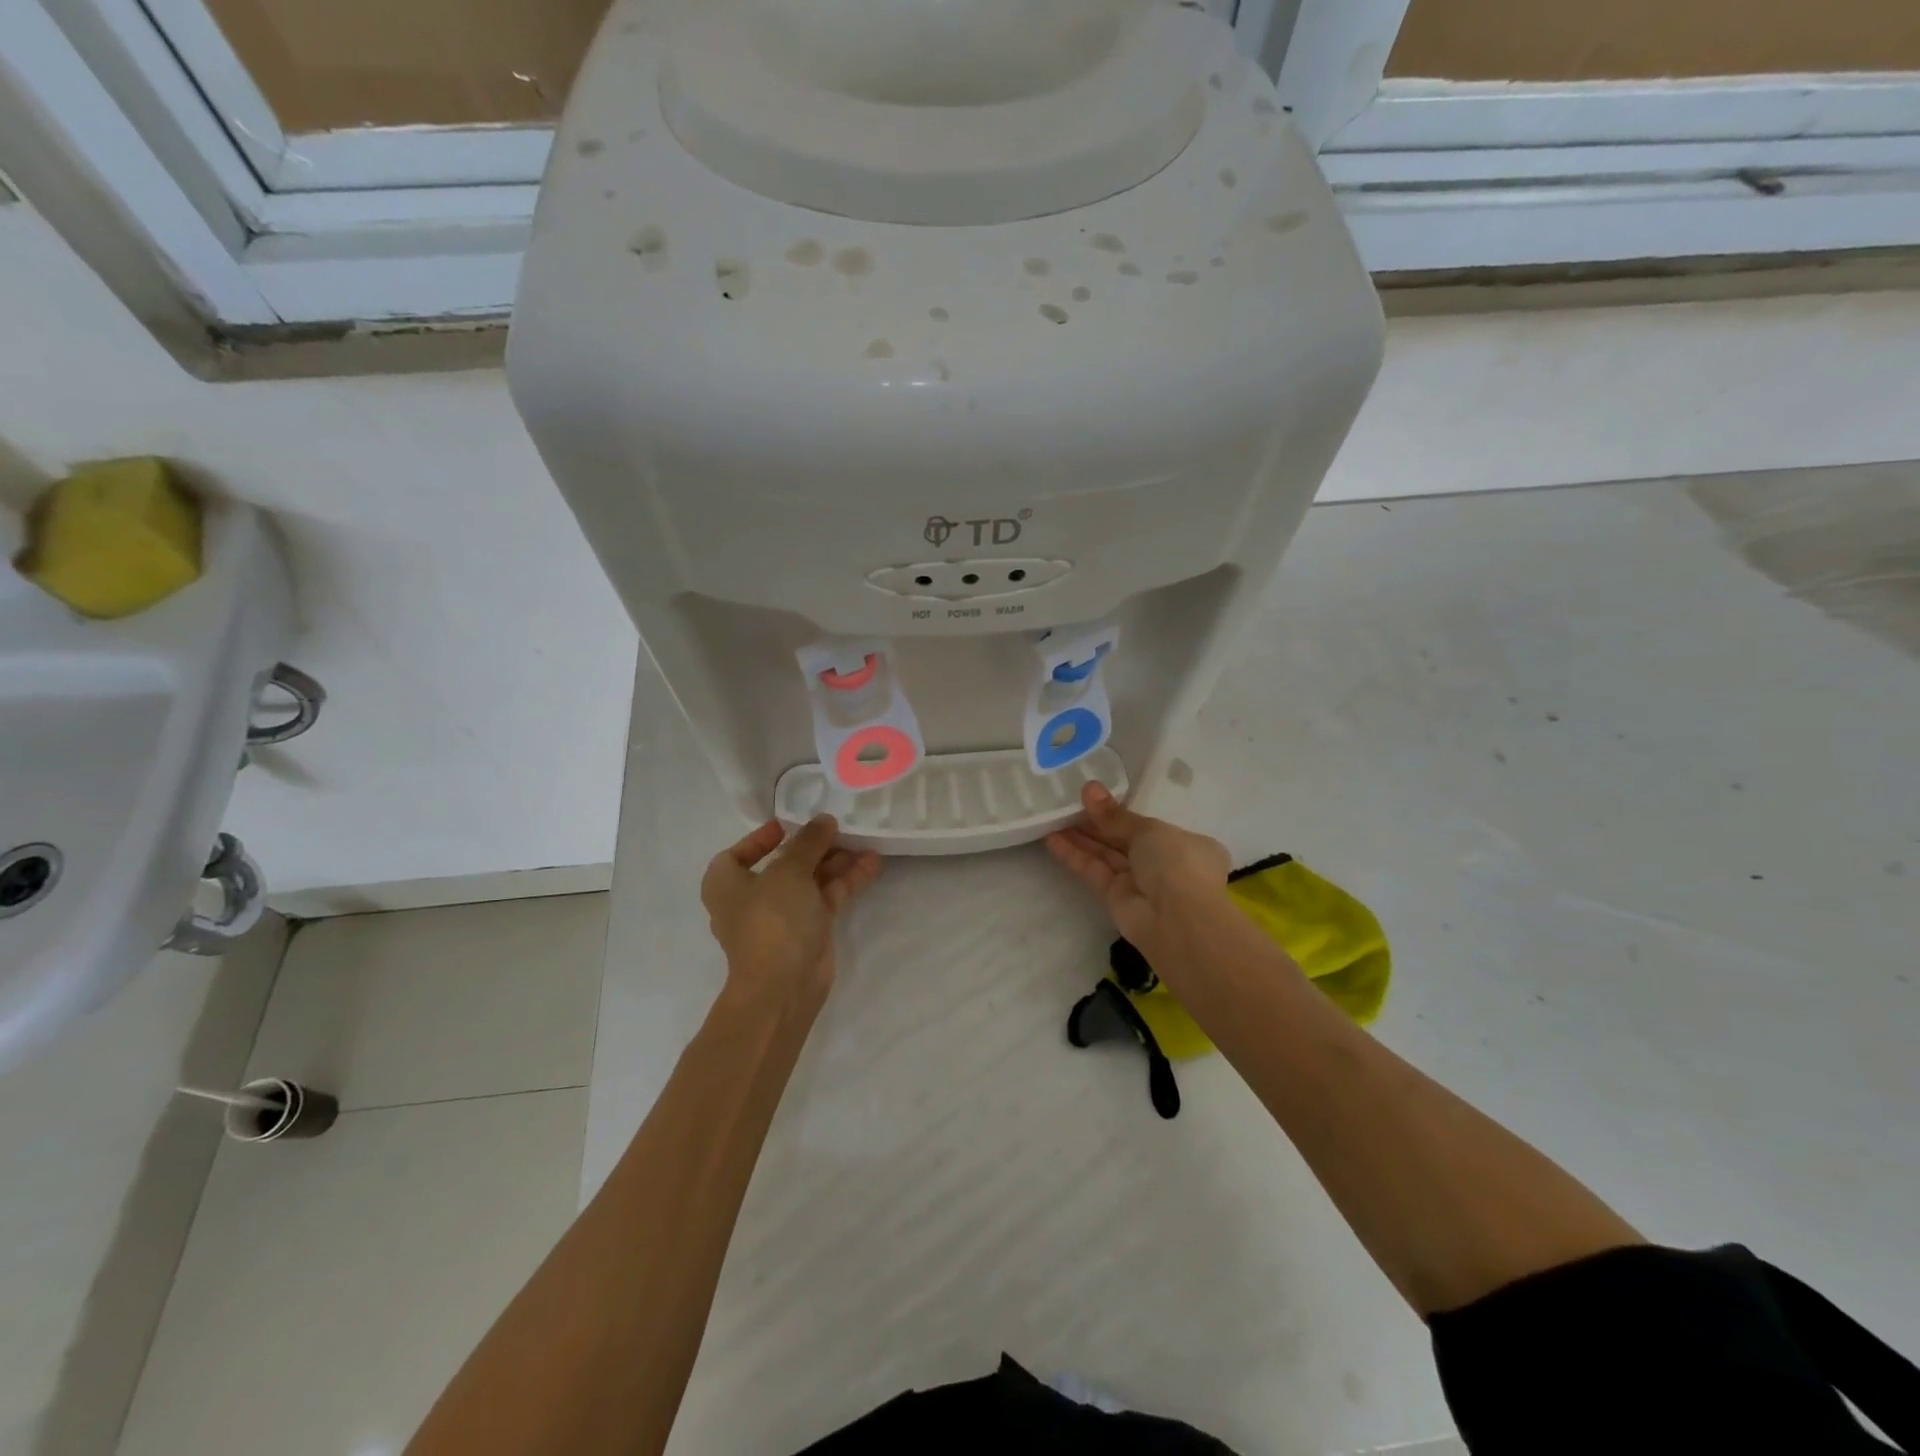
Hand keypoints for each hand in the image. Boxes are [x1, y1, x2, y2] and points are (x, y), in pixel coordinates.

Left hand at [701, 816, 882, 1008]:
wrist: (783, 985)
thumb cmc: (772, 919)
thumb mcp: (788, 870)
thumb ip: (808, 842)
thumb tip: (824, 820)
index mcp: (726, 884)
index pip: (737, 854)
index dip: (760, 838)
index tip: (788, 824)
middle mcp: (750, 899)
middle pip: (782, 864)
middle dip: (811, 847)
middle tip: (837, 828)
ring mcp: (781, 917)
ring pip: (809, 880)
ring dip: (834, 861)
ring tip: (862, 840)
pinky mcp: (808, 930)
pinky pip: (826, 897)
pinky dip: (845, 880)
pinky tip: (870, 863)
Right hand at [1046, 782, 1232, 964]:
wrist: (1179, 920)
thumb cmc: (1177, 863)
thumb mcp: (1148, 830)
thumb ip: (1115, 814)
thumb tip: (1089, 787)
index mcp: (1184, 843)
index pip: (1149, 825)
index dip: (1121, 812)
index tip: (1094, 798)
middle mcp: (1162, 863)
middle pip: (1123, 838)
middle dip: (1095, 822)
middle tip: (1065, 802)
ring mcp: (1139, 882)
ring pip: (1106, 854)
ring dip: (1080, 837)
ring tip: (1052, 816)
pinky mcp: (1116, 898)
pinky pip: (1094, 871)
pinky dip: (1075, 856)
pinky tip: (1052, 839)